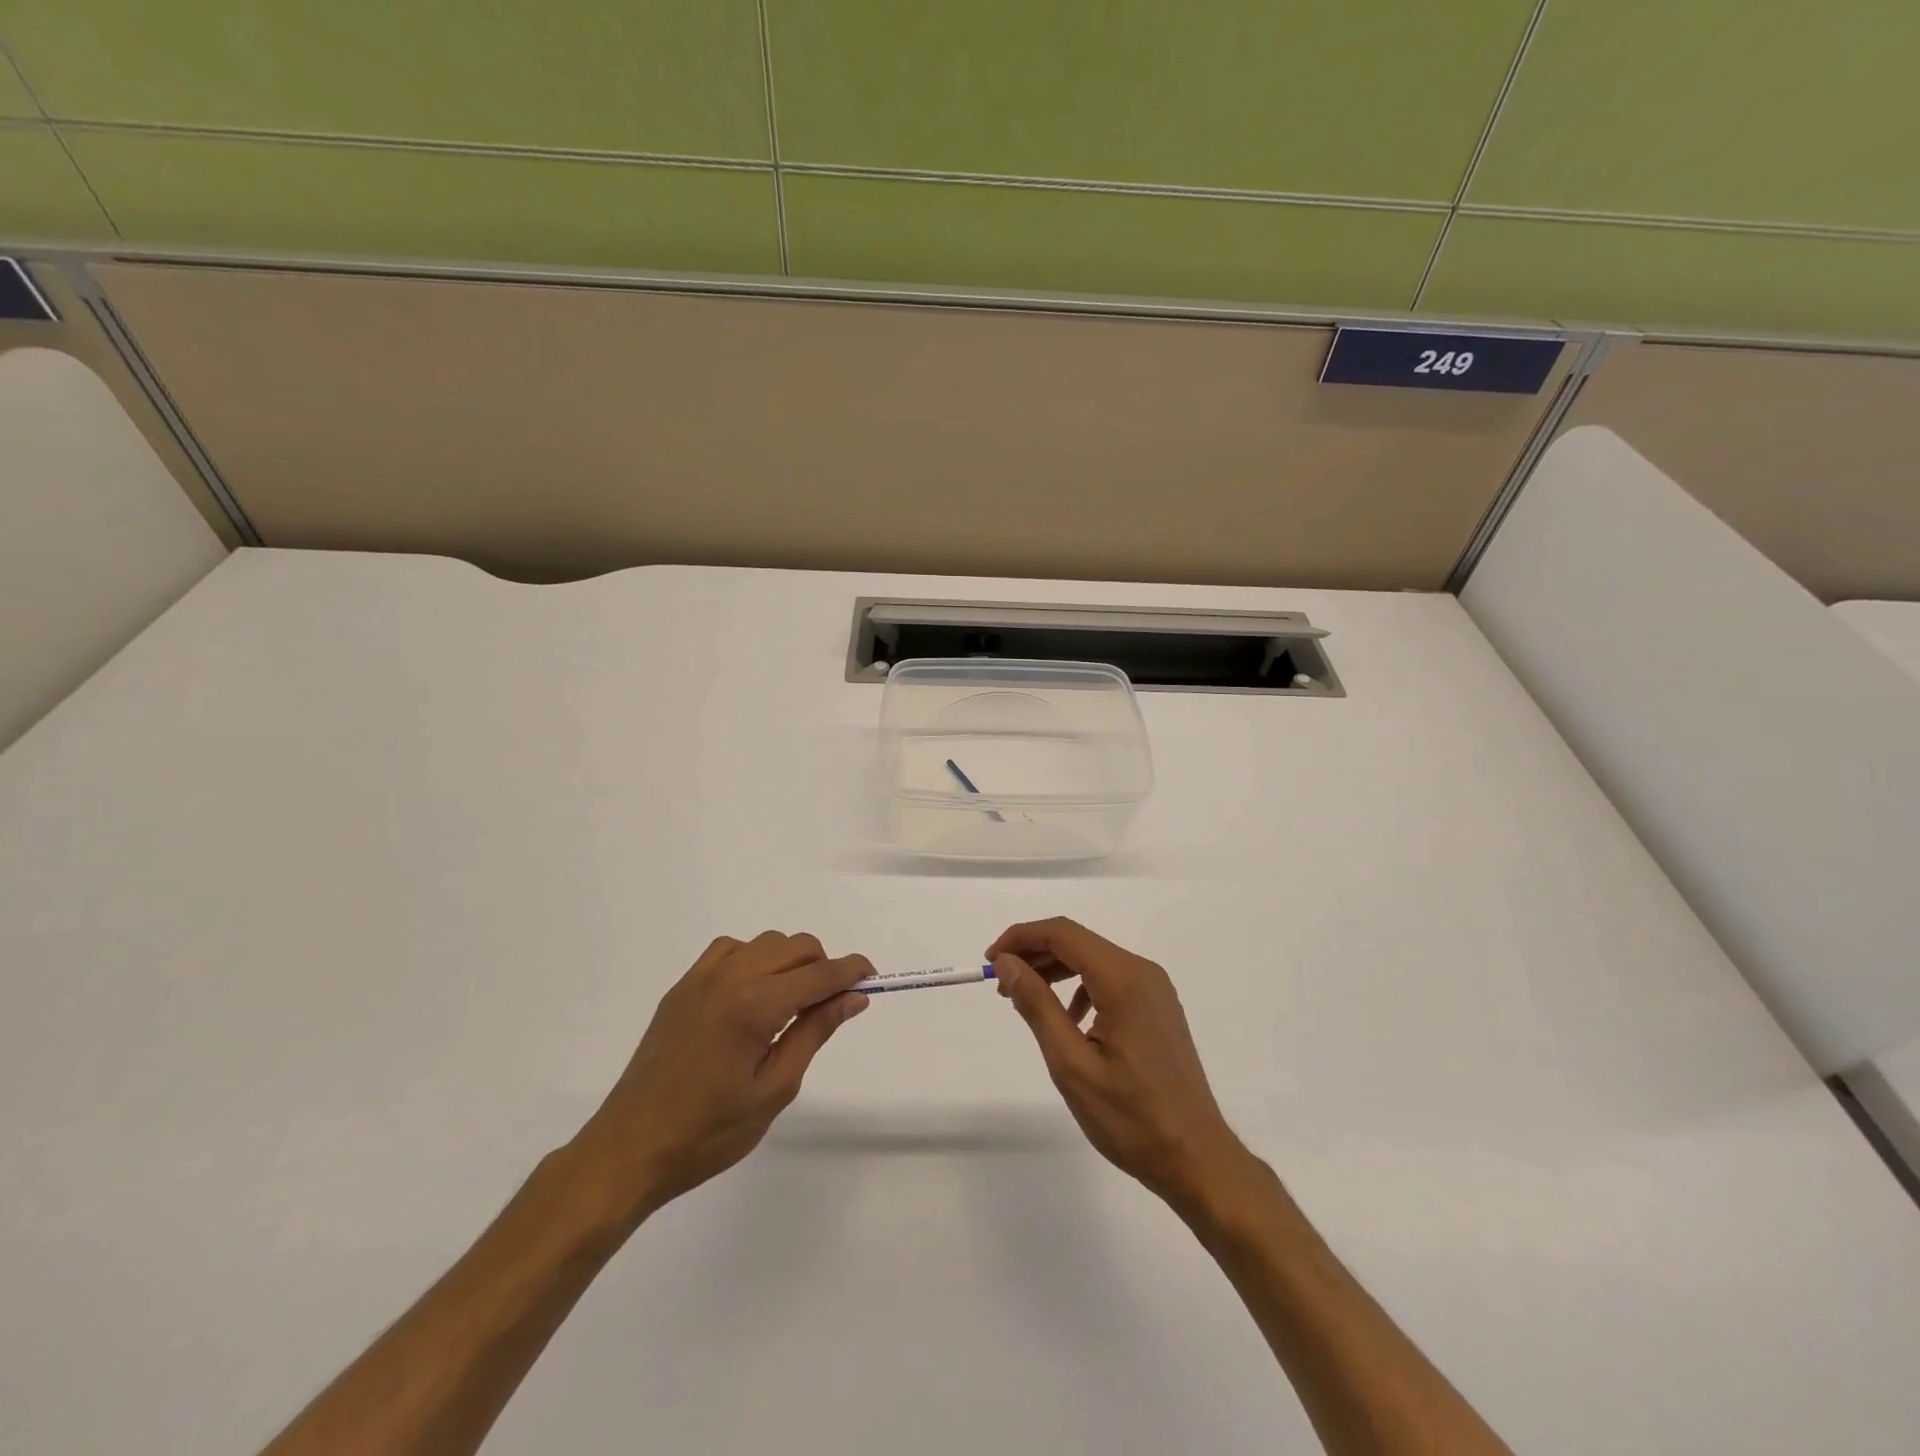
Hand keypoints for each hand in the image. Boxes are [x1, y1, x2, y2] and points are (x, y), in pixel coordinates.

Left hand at [567, 932, 870, 1224]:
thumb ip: (814, 1033)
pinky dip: (752, 958)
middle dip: (822, 965)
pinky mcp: (682, 987)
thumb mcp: (774, 1090)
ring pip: (764, 942)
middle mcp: (730, 978)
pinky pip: (729, 950)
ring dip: (789, 960)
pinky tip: (752, 992)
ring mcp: (702, 978)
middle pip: (795, 946)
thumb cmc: (709, 1132)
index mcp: (755, 1006)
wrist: (631, 1148)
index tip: (871, 976)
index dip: (851, 971)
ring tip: (791, 1002)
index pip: (818, 974)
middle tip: (830, 1003)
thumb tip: (853, 997)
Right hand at [990, 918, 1254, 1214]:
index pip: (1063, 934)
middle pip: (1078, 942)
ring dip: (1055, 970)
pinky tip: (1068, 1020)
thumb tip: (1007, 962)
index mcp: (1124, 980)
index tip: (990, 961)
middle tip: (1000, 984)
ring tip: (1024, 999)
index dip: (1021, 938)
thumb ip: (1037, 1005)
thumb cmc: (1131, 1118)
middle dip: (1034, 954)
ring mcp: (1154, 990)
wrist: (1196, 1158)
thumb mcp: (1071, 1064)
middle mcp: (1142, 973)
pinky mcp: (1157, 1008)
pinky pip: (1110, 980)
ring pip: (1093, 960)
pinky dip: (1080, 987)